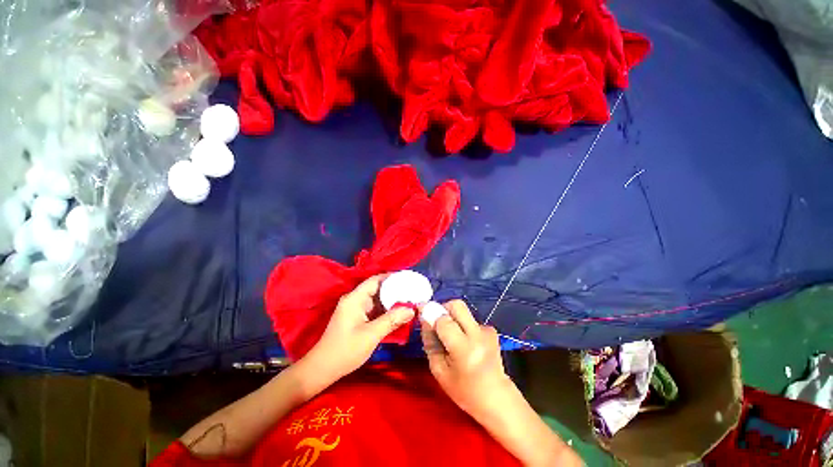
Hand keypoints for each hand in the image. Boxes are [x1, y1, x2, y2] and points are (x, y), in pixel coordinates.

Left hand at [303, 274, 415, 383]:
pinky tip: (398, 313)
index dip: (391, 277)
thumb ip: (392, 320)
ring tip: (409, 301)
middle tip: (412, 291)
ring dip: (391, 301)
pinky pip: (374, 309)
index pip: (375, 280)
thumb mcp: (371, 334)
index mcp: (355, 298)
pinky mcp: (357, 318)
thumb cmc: (345, 350)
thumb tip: (411, 309)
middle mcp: (355, 300)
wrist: (322, 369)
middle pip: (377, 289)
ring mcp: (355, 309)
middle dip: (394, 290)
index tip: (407, 278)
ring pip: (377, 300)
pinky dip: (385, 310)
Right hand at [421, 300, 513, 417]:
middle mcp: (477, 335)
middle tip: (438, 321)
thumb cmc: (464, 390)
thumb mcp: (439, 370)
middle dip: (444, 308)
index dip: (431, 314)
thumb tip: (424, 318)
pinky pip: (471, 319)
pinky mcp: (491, 330)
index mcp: (463, 349)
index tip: (422, 311)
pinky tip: (466, 342)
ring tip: (453, 338)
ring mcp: (487, 331)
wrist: (497, 399)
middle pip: (457, 305)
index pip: (443, 320)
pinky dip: (464, 325)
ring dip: (454, 318)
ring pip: (464, 311)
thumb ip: (430, 342)